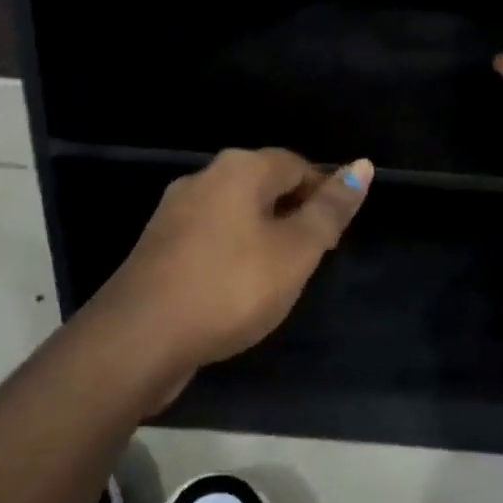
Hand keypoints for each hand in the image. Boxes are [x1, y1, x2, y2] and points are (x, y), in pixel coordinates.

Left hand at [95, 148, 372, 395]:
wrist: (140, 338)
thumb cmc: (231, 287)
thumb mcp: (296, 251)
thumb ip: (329, 210)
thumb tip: (361, 166)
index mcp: (240, 168)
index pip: (297, 165)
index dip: (323, 195)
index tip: (333, 236)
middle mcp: (204, 178)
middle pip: (264, 186)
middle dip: (292, 215)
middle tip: (310, 259)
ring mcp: (175, 212)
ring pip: (236, 213)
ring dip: (262, 236)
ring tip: (278, 277)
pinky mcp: (158, 246)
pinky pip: (210, 237)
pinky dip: (232, 254)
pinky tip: (236, 288)